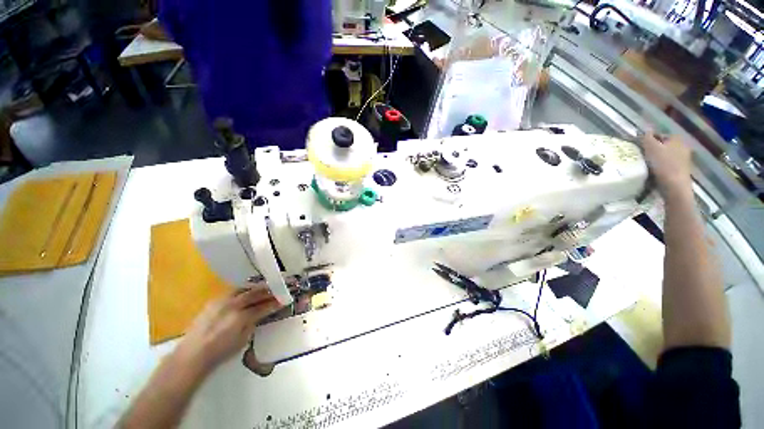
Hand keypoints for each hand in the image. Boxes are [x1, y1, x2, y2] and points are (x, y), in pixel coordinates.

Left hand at [174, 287, 281, 372]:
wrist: (192, 354)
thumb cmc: (220, 352)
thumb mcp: (242, 341)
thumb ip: (253, 324)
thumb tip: (259, 315)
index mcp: (240, 317)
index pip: (263, 307)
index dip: (275, 303)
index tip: (284, 300)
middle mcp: (232, 306)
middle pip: (254, 293)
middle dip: (268, 291)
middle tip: (278, 289)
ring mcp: (221, 302)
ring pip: (243, 289)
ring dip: (255, 288)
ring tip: (264, 287)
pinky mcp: (213, 301)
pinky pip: (232, 291)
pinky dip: (243, 290)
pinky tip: (246, 292)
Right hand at [642, 132, 692, 197]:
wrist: (675, 186)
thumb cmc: (663, 165)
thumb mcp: (651, 148)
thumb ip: (647, 137)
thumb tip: (645, 130)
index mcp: (677, 138)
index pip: (660, 135)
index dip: (649, 140)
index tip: (640, 148)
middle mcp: (683, 146)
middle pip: (664, 146)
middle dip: (654, 150)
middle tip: (643, 156)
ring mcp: (684, 159)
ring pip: (666, 155)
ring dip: (657, 159)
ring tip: (647, 165)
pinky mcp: (682, 170)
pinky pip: (669, 165)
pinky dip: (662, 167)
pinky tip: (655, 172)